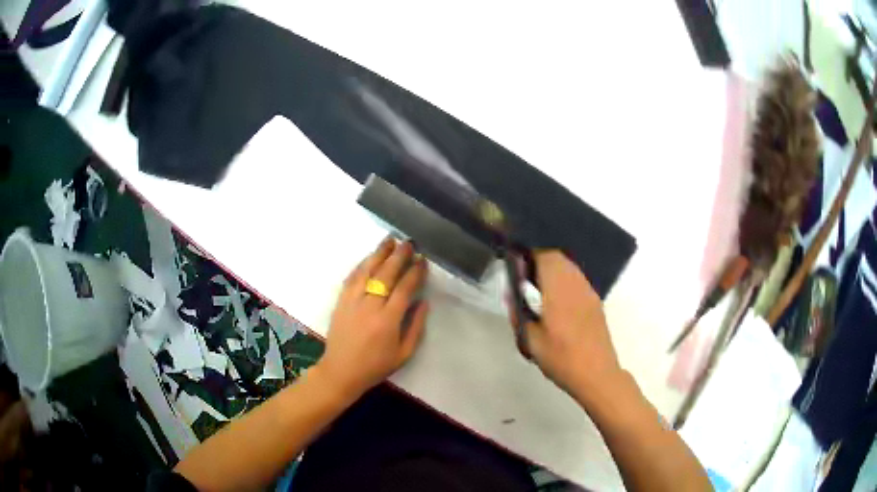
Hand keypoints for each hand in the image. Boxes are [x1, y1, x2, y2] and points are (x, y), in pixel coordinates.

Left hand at [316, 238, 428, 397]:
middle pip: (386, 274)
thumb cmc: (375, 366)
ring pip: (367, 271)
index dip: (415, 272)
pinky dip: (362, 265)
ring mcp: (352, 301)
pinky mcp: (341, 301)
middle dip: (399, 256)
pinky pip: (352, 278)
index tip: (422, 260)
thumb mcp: (404, 354)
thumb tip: (424, 302)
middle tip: (409, 243)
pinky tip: (370, 257)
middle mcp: (370, 306)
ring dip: (379, 254)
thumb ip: (416, 327)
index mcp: (388, 321)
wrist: (341, 371)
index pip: (404, 289)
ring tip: (390, 240)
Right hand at [513, 251, 622, 400]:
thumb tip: (511, 293)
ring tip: (538, 284)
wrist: (596, 374)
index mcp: (559, 291)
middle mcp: (576, 285)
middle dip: (540, 258)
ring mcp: (589, 292)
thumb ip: (519, 313)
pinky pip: (577, 278)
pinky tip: (556, 297)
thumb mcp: (531, 340)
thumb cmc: (561, 358)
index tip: (515, 261)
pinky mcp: (595, 301)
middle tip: (524, 273)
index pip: (545, 256)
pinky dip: (564, 278)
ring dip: (553, 267)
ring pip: (570, 266)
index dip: (529, 253)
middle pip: (558, 257)